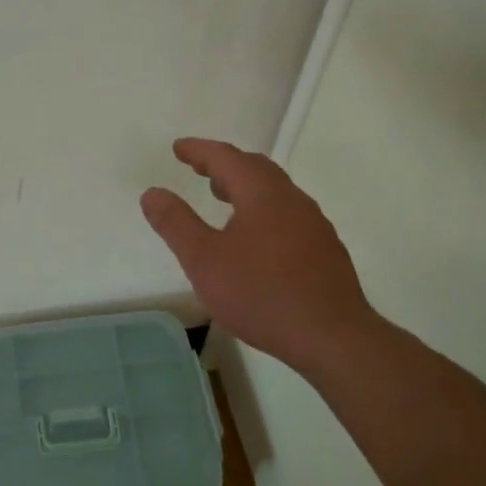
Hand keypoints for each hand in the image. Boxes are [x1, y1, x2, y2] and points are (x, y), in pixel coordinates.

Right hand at [141, 138, 379, 378]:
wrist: (332, 337)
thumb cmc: (261, 294)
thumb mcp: (204, 260)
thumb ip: (176, 223)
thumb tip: (152, 192)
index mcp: (262, 193)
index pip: (226, 157)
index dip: (199, 150)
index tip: (178, 148)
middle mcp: (292, 199)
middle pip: (255, 168)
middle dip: (224, 164)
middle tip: (199, 168)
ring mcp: (314, 224)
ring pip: (274, 192)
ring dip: (245, 187)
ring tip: (222, 198)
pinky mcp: (325, 249)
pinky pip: (288, 214)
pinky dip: (263, 210)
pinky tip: (256, 238)